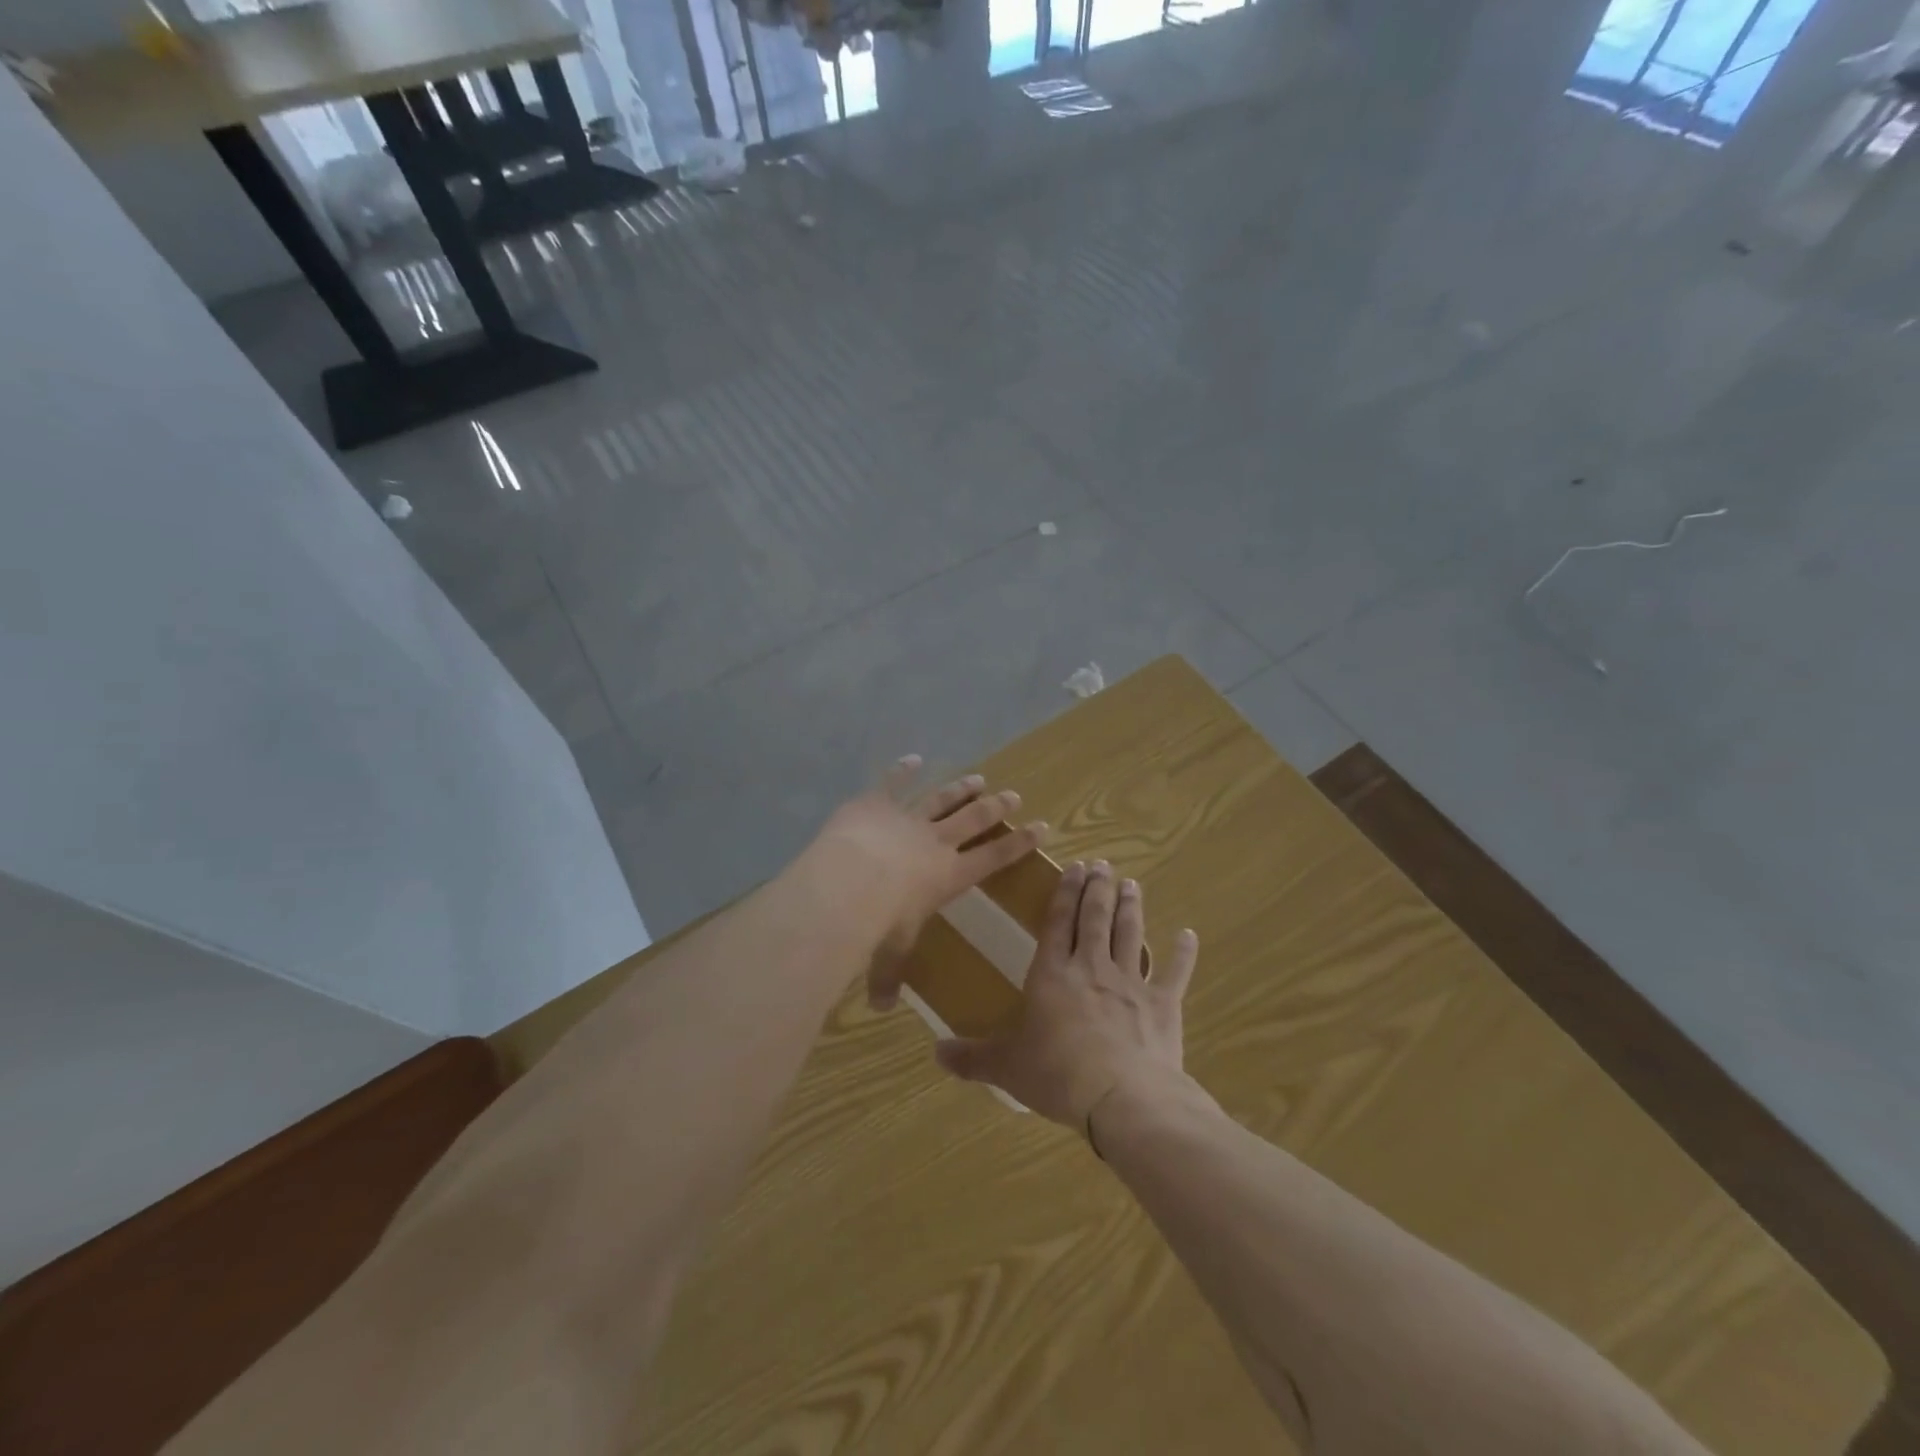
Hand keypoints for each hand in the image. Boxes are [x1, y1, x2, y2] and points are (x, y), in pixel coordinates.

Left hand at [801, 756, 1047, 1009]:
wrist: (847, 884)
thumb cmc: (877, 925)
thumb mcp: (887, 955)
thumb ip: (886, 978)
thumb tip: (881, 1008)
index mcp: (948, 876)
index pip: (993, 858)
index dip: (1019, 843)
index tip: (1041, 827)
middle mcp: (935, 843)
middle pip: (973, 820)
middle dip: (995, 808)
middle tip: (1013, 795)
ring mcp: (907, 819)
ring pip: (941, 799)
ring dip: (961, 788)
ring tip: (978, 779)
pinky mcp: (876, 804)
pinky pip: (893, 783)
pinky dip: (903, 770)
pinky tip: (914, 759)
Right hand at [933, 860, 1198, 1128]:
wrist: (1121, 1097)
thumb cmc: (1057, 1075)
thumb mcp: (1006, 1067)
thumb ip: (972, 1057)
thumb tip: (935, 1054)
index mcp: (1053, 974)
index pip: (1058, 923)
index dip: (1065, 893)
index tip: (1075, 868)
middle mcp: (1092, 968)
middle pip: (1096, 918)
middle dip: (1098, 889)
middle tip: (1103, 865)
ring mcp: (1131, 983)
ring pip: (1130, 934)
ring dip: (1131, 908)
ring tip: (1131, 884)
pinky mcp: (1163, 1005)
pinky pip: (1174, 973)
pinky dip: (1183, 953)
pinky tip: (1188, 935)